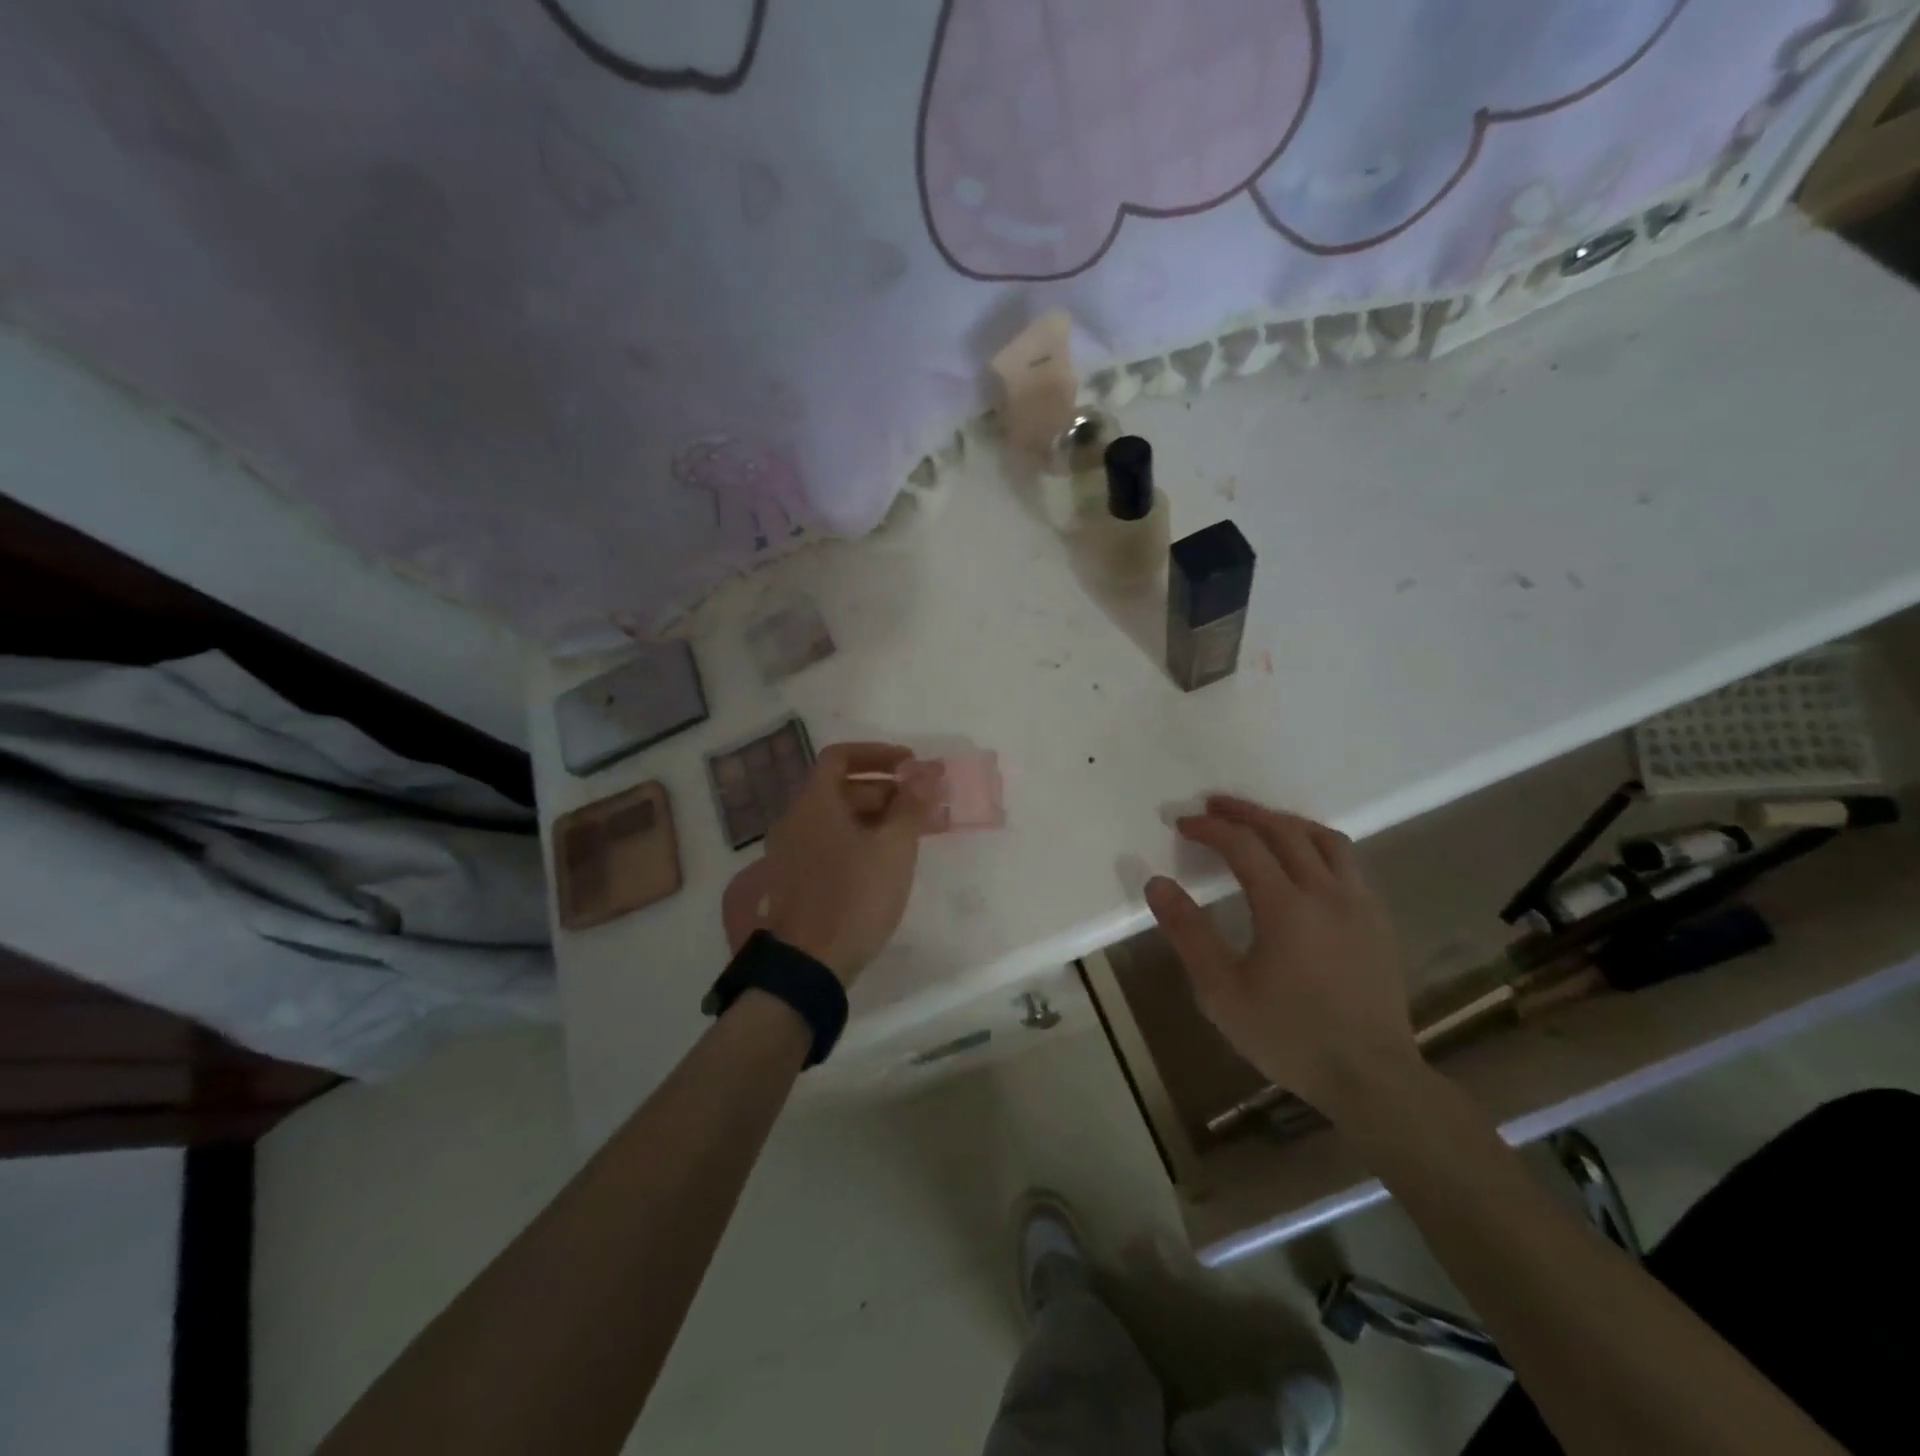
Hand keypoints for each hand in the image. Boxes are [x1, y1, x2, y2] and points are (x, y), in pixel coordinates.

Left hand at [761, 743, 933, 983]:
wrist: (810, 964)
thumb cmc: (854, 896)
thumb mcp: (894, 847)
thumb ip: (912, 804)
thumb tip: (927, 773)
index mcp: (814, 803)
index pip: (841, 756)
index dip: (878, 754)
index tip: (912, 766)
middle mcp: (797, 819)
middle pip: (843, 788)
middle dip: (888, 790)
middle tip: (926, 803)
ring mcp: (794, 850)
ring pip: (841, 818)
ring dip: (880, 817)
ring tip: (919, 832)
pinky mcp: (798, 878)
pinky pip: (833, 842)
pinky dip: (863, 839)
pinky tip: (892, 859)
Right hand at [1143, 796, 1418, 1116]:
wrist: (1371, 1077)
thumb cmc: (1288, 1035)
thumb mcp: (1221, 991)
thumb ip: (1188, 932)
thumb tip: (1157, 883)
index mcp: (1287, 906)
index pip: (1243, 845)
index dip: (1210, 828)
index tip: (1182, 823)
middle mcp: (1327, 892)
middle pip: (1285, 830)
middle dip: (1245, 812)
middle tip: (1214, 806)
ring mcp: (1360, 904)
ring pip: (1325, 839)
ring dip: (1286, 822)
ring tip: (1260, 823)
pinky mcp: (1379, 921)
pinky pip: (1347, 863)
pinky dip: (1317, 846)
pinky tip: (1304, 864)